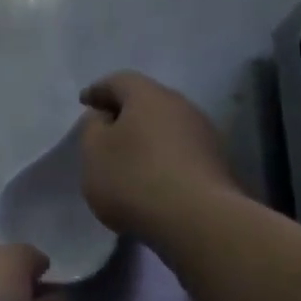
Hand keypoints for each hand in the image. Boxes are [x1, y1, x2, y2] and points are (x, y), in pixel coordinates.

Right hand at [79, 71, 237, 243]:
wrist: (197, 219)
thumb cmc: (134, 179)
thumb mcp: (94, 152)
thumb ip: (92, 128)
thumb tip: (104, 117)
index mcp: (148, 96)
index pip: (119, 81)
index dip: (98, 90)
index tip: (84, 102)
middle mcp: (181, 106)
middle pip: (147, 101)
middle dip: (125, 112)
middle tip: (106, 129)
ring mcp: (204, 134)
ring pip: (166, 126)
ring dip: (146, 137)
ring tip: (128, 157)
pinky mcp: (216, 163)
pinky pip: (180, 151)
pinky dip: (162, 157)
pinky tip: (151, 178)